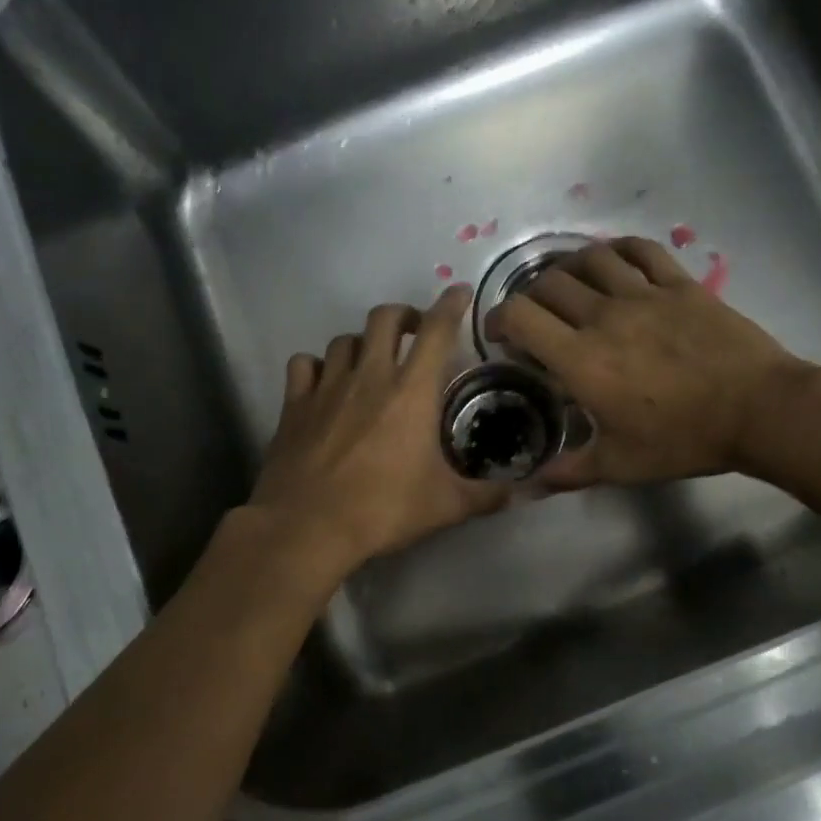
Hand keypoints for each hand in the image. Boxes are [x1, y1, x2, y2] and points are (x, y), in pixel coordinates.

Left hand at [251, 285, 507, 568]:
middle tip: (414, 332)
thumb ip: (489, 495)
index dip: (450, 305)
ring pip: (343, 340)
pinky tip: (324, 383)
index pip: (436, 331)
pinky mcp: (294, 405)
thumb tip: (526, 493)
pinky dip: (317, 366)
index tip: (459, 293)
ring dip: (362, 342)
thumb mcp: (447, 506)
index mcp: (411, 392)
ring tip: (371, 360)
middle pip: (384, 318)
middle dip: (403, 315)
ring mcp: (327, 387)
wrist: (306, 527)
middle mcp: (369, 377)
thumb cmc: (383, 510)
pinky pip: (304, 365)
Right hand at [484, 237, 816, 487]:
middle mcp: (604, 316)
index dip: (499, 318)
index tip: (500, 334)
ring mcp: (644, 294)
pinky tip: (612, 260)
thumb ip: (570, 471)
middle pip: (549, 284)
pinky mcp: (680, 284)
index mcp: (582, 359)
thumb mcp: (620, 465)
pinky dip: (618, 249)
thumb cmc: (684, 440)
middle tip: (536, 317)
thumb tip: (529, 486)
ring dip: (568, 267)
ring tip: (568, 284)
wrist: (758, 410)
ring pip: (590, 259)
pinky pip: (640, 250)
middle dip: (530, 296)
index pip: (521, 317)